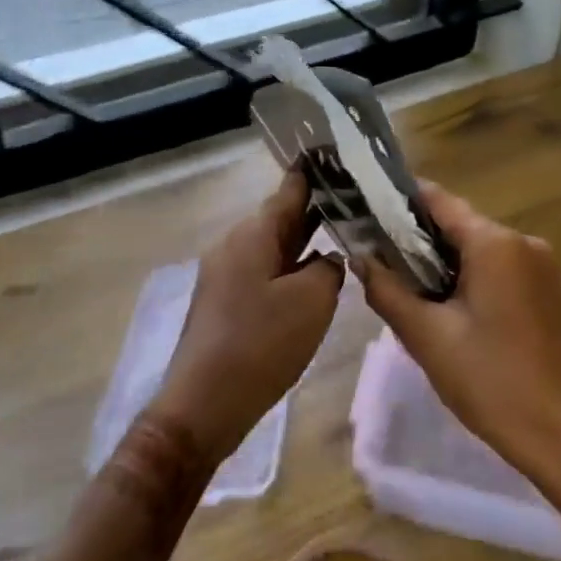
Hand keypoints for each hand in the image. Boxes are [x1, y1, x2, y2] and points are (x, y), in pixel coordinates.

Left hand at [152, 169, 343, 461]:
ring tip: (343, 236)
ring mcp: (226, 273)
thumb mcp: (312, 301)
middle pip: (281, 217)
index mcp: (253, 234)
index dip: (316, 173)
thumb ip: (328, 268)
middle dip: (316, 209)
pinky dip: (290, 269)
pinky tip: (313, 280)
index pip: (289, 189)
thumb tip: (325, 260)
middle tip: (356, 201)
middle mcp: (235, 244)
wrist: (204, 404)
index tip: (339, 157)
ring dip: (304, 242)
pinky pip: (264, 272)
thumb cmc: (261, 344)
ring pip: (273, 246)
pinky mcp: (225, 301)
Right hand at [357, 183, 560, 477]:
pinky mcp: (544, 290)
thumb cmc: (488, 380)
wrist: (557, 435)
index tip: (366, 208)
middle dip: (416, 238)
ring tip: (401, 282)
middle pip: (458, 224)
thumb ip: (387, 289)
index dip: (399, 201)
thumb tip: (360, 258)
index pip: (438, 200)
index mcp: (495, 243)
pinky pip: (496, 267)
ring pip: (476, 247)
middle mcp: (522, 242)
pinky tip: (441, 303)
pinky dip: (466, 276)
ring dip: (440, 260)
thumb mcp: (426, 335)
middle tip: (376, 256)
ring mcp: (539, 266)